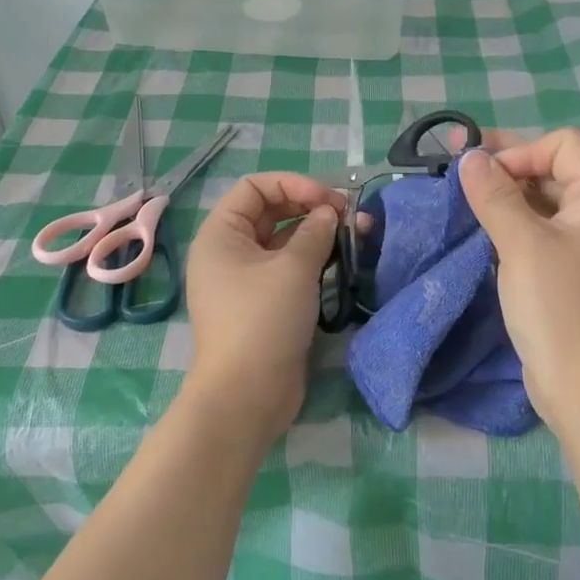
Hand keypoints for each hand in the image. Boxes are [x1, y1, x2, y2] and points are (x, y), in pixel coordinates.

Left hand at [183, 172, 344, 440]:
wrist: (247, 395)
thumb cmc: (263, 320)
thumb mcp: (294, 268)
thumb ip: (316, 231)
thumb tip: (329, 214)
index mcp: (221, 234)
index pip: (255, 187)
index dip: (294, 184)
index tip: (331, 199)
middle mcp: (229, 251)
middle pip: (271, 211)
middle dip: (312, 207)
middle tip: (350, 215)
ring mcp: (246, 279)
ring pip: (284, 241)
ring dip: (319, 234)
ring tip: (358, 233)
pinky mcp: (265, 303)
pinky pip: (289, 268)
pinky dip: (315, 260)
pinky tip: (345, 260)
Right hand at [458, 129, 579, 433]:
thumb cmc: (559, 306)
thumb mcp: (521, 244)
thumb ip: (494, 195)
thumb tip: (471, 158)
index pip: (566, 145)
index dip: (523, 150)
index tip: (485, 177)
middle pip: (556, 170)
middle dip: (508, 167)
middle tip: (458, 171)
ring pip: (546, 204)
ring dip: (508, 198)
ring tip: (465, 204)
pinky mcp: (575, 276)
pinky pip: (544, 234)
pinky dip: (516, 227)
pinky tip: (484, 236)